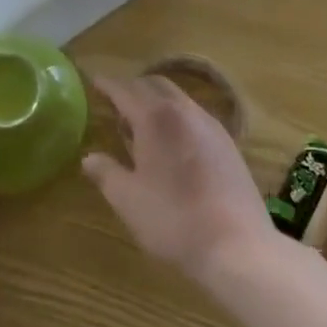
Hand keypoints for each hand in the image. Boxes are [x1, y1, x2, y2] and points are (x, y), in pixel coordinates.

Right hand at [81, 75, 273, 280]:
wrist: (237, 245)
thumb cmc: (173, 219)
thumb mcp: (128, 200)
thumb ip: (106, 173)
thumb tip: (89, 158)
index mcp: (155, 118)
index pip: (125, 90)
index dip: (107, 85)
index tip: (94, 81)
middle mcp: (184, 111)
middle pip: (155, 84)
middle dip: (133, 87)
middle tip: (116, 100)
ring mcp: (211, 125)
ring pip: (178, 97)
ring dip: (156, 100)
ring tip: (141, 122)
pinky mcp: (228, 143)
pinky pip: (195, 115)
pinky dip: (177, 116)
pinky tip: (173, 142)